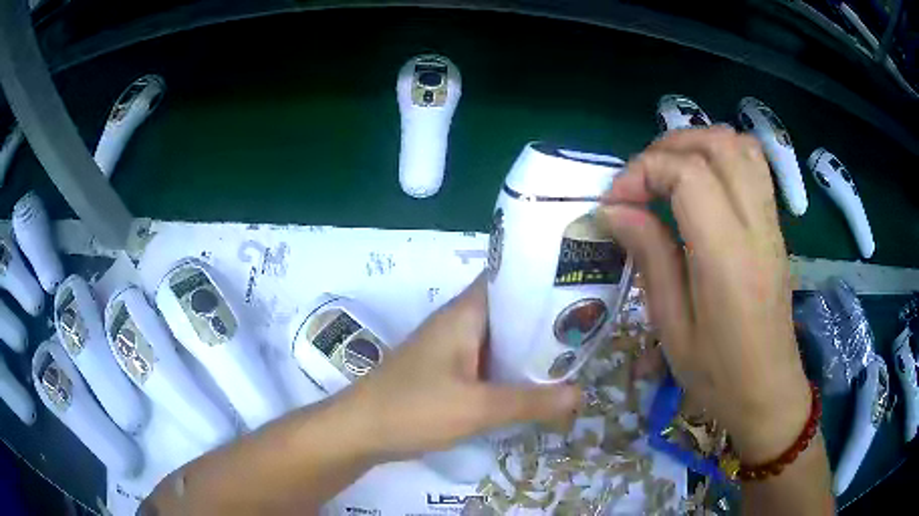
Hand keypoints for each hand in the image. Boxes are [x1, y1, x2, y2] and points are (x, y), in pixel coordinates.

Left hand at [339, 276, 580, 460]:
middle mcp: (458, 323)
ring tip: (570, 353)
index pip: (508, 278)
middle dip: (544, 319)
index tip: (579, 286)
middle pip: (509, 310)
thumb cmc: (414, 409)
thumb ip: (530, 401)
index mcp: (464, 314)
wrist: (360, 431)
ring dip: (528, 347)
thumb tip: (580, 394)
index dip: (543, 278)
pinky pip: (487, 362)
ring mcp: (450, 349)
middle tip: (585, 327)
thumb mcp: (477, 408)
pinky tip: (534, 383)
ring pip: (499, 339)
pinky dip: (510, 368)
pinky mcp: (446, 372)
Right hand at [599, 127, 810, 462]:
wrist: (768, 391)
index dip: (645, 171)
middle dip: (669, 147)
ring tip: (669, 172)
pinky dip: (721, 156)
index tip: (616, 200)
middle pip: (718, 144)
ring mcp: (771, 223)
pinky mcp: (775, 227)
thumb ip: (649, 256)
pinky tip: (702, 183)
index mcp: (727, 257)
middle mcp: (755, 226)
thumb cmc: (717, 374)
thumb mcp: (671, 326)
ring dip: (698, 144)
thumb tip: (614, 209)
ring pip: (740, 146)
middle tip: (641, 179)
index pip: (689, 175)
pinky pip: (753, 166)